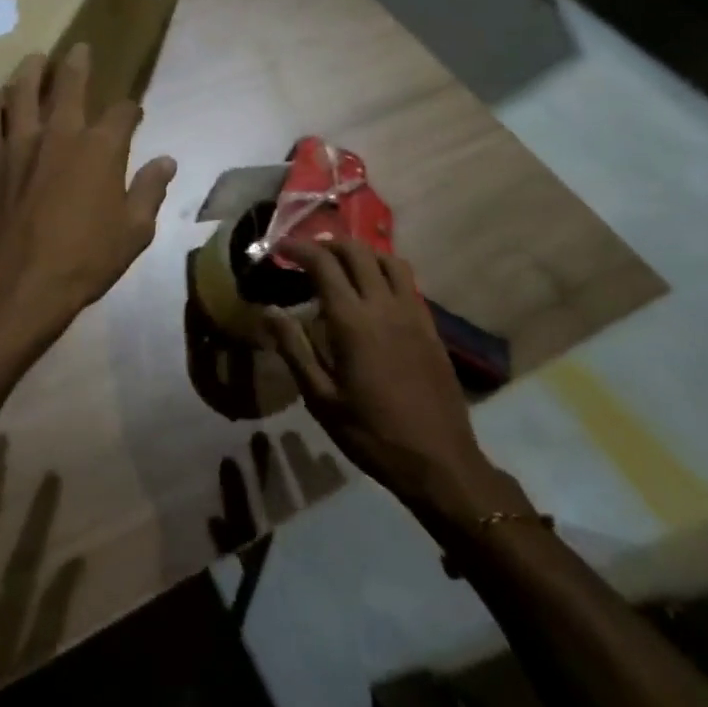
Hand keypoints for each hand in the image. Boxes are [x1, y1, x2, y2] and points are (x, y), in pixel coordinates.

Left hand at [0, 45, 175, 362]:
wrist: (20, 283)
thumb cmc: (85, 260)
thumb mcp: (134, 232)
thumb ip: (149, 191)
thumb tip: (167, 161)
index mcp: (101, 149)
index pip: (121, 114)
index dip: (130, 110)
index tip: (132, 112)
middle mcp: (60, 134)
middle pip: (68, 87)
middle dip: (76, 65)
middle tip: (78, 48)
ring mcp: (20, 144)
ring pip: (23, 94)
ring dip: (30, 73)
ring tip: (33, 59)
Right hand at [264, 239, 524, 534]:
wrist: (439, 462)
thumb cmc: (372, 433)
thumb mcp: (321, 398)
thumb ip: (294, 348)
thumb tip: (268, 311)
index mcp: (352, 321)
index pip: (323, 264)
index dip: (299, 248)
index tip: (280, 247)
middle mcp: (384, 306)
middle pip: (357, 252)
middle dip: (327, 243)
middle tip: (307, 253)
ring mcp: (412, 314)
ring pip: (387, 260)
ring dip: (361, 252)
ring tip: (341, 264)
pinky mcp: (430, 327)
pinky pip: (407, 282)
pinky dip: (384, 271)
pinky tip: (374, 291)